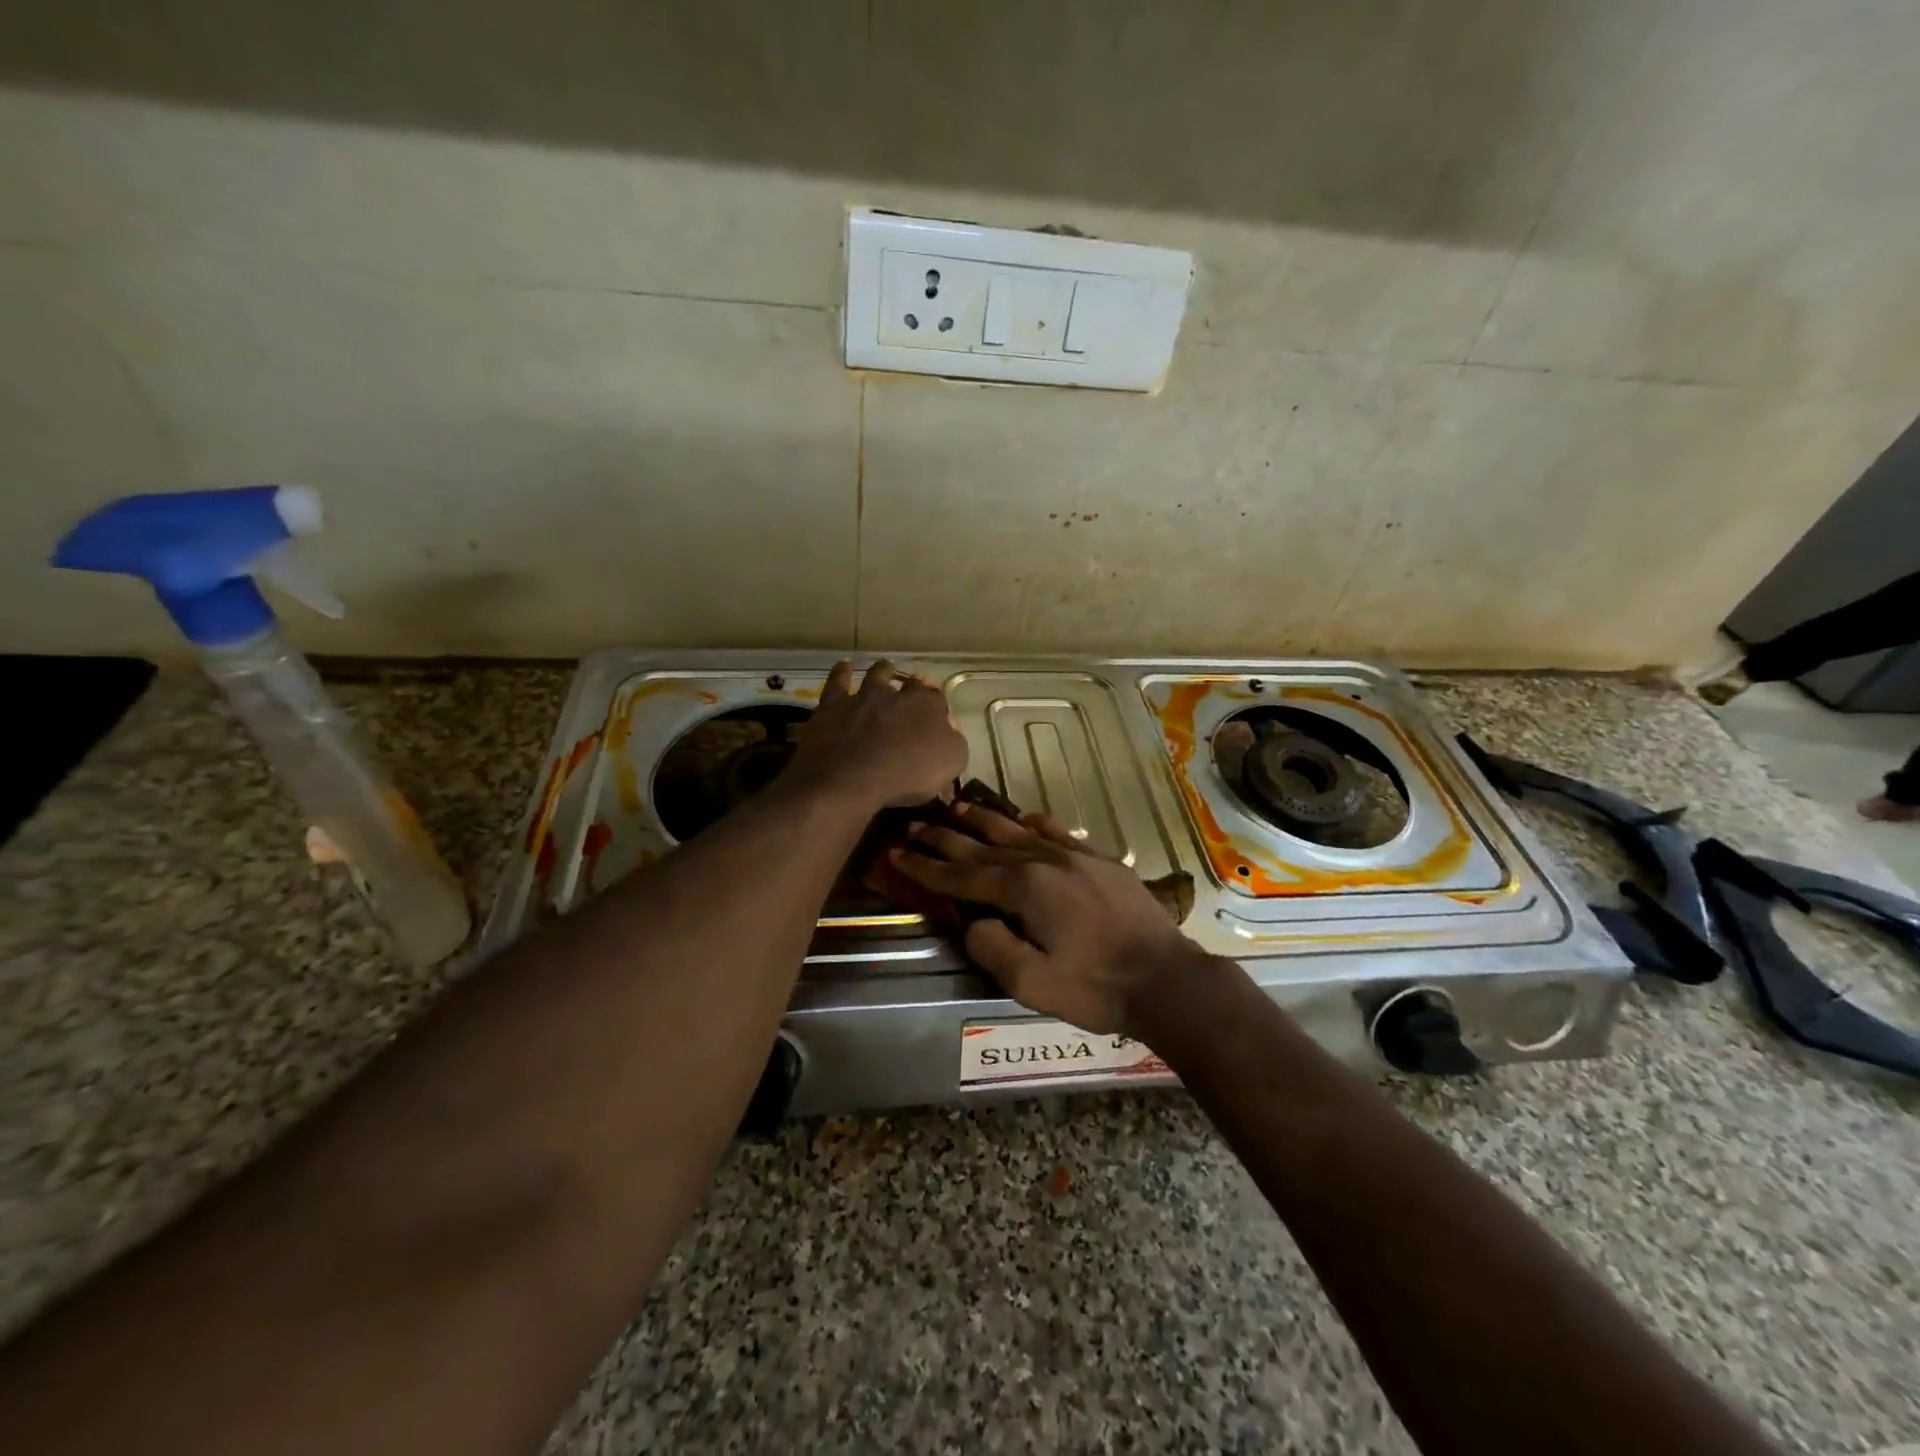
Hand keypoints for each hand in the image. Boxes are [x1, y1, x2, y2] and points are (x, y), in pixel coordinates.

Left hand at [781, 659, 968, 810]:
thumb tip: (950, 731)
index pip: (938, 700)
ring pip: (876, 675)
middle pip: (910, 684)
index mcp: (928, 708)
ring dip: (883, 670)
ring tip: (887, 666)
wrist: (849, 779)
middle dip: (914, 685)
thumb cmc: (906, 777)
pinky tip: (845, 665)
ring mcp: (863, 697)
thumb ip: (953, 744)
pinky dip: (842, 672)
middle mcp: (897, 695)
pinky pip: (837, 682)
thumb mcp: (949, 765)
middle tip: (914, 688)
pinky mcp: (833, 706)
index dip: (938, 707)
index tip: (937, 715)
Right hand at [891, 804, 1212, 1035]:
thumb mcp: (1032, 984)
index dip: (926, 867)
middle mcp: (1044, 861)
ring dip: (984, 820)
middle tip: (913, 825)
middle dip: (945, 837)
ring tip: (957, 807)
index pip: (962, 876)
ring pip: (1018, 831)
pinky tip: (1024, 816)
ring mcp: (1074, 856)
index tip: (896, 854)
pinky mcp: (1099, 861)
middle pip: (984, 846)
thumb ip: (992, 948)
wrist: (1167, 978)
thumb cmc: (1096, 988)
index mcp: (1024, 889)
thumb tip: (972, 922)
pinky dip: (1035, 823)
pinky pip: (1059, 833)